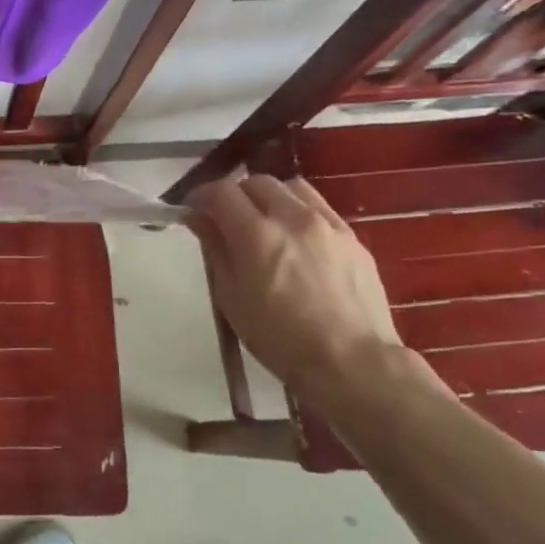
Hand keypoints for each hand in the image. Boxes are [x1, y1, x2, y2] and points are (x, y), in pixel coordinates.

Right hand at [186, 174, 405, 397]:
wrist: (351, 361)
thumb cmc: (278, 338)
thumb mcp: (231, 297)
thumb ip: (215, 249)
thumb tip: (199, 218)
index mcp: (256, 235)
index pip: (221, 192)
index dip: (200, 196)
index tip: (192, 211)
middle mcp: (293, 218)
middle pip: (256, 182)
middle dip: (234, 195)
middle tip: (224, 220)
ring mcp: (327, 224)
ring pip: (290, 188)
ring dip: (268, 197)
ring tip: (262, 223)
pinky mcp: (352, 237)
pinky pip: (318, 207)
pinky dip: (297, 211)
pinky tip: (295, 239)